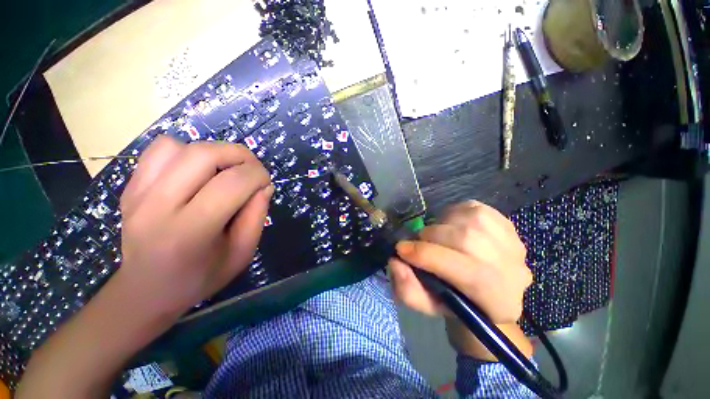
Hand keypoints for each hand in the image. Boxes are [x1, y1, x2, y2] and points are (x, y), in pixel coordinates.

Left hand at [118, 136, 272, 317]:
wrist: (146, 290)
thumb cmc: (200, 277)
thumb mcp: (242, 253)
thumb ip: (257, 216)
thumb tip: (264, 185)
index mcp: (190, 232)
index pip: (232, 184)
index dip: (258, 175)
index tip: (266, 183)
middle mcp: (157, 207)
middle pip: (204, 155)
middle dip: (240, 155)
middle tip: (252, 170)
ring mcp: (137, 194)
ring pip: (180, 147)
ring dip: (214, 153)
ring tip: (225, 171)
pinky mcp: (130, 187)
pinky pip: (159, 150)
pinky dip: (186, 152)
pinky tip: (195, 172)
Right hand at [389, 201, 531, 324]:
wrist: (487, 289)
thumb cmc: (455, 301)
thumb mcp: (427, 304)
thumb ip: (407, 290)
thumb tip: (396, 262)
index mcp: (498, 301)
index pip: (465, 272)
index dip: (426, 256)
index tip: (401, 249)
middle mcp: (514, 271)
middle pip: (466, 240)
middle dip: (431, 237)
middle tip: (418, 242)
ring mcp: (513, 242)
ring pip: (469, 220)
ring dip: (441, 224)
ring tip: (434, 235)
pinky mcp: (506, 222)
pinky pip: (472, 208)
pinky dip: (452, 213)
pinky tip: (449, 225)